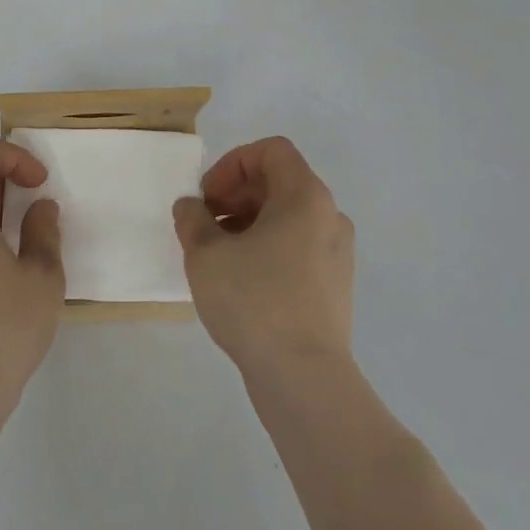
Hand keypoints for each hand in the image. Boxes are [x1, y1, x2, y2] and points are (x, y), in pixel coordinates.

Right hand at [173, 137, 354, 379]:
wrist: (304, 378)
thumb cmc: (254, 301)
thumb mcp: (205, 254)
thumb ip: (192, 219)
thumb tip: (191, 208)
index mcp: (305, 196)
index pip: (271, 151)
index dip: (232, 164)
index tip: (208, 197)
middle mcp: (329, 216)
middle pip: (280, 182)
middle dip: (236, 194)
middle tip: (205, 224)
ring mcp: (337, 253)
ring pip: (288, 217)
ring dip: (249, 222)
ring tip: (218, 255)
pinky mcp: (335, 285)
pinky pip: (298, 247)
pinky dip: (268, 248)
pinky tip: (241, 280)